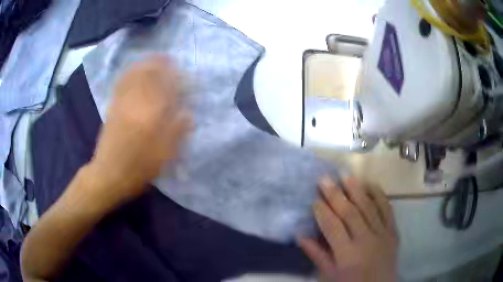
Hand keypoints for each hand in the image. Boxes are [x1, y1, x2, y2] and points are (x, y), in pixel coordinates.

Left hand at [88, 56, 190, 203]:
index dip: (178, 78)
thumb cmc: (139, 167)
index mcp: (151, 115)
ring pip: (134, 76)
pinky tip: (133, 70)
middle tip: (170, 58)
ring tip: (154, 58)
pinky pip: (121, 84)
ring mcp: (122, 103)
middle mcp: (136, 103)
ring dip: (145, 64)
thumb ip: (177, 132)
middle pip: (149, 75)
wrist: (109, 174)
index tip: (186, 76)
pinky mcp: (113, 108)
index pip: (167, 88)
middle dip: (161, 64)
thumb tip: (188, 114)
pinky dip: (129, 73)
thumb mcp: (164, 155)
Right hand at [299, 177, 397, 281]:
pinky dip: (379, 195)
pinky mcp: (393, 230)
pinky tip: (371, 184)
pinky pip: (387, 209)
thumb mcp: (330, 273)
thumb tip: (300, 235)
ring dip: (356, 190)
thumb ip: (316, 254)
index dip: (323, 213)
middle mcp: (366, 240)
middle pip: (350, 213)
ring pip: (369, 207)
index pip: (333, 228)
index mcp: (347, 254)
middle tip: (325, 179)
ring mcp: (382, 234)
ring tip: (345, 175)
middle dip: (336, 195)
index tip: (314, 199)